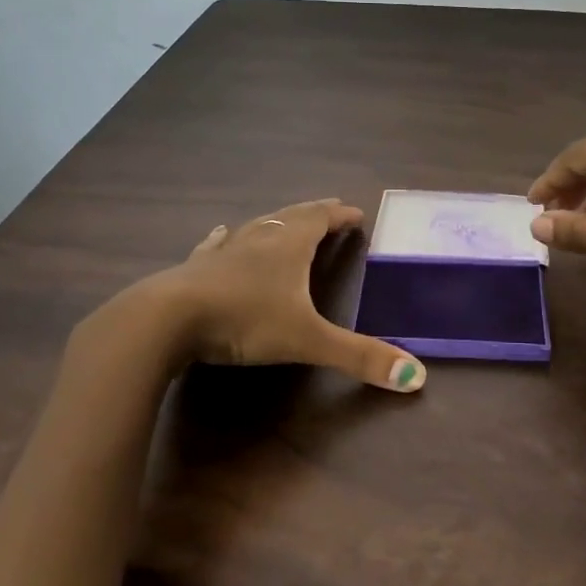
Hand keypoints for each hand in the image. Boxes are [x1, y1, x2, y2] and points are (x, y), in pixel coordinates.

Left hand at [147, 199, 425, 391]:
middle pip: (291, 217)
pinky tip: (221, 233)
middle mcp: (259, 239)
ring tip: (284, 219)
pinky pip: (217, 245)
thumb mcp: (307, 340)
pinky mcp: (196, 268)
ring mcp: (224, 251)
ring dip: (275, 222)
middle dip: (314, 213)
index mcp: (288, 247)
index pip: (321, 220)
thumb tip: (417, 377)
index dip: (340, 216)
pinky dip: (226, 238)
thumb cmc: (244, 320)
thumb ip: (359, 357)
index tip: (356, 212)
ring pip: (256, 227)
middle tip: (330, 209)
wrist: (167, 319)